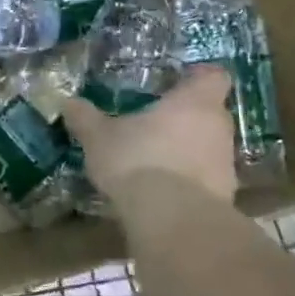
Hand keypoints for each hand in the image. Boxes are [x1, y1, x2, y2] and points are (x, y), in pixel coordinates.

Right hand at [64, 67, 237, 207]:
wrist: (173, 219)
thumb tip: (68, 102)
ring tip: (154, 161)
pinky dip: (188, 181)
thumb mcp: (99, 137)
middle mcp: (218, 127)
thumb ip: (85, 118)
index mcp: (195, 101)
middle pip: (210, 112)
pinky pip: (206, 179)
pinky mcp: (224, 196)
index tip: (176, 84)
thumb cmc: (138, 161)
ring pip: (208, 147)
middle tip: (153, 124)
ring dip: (187, 151)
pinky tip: (162, 191)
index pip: (214, 76)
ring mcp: (226, 163)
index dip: (197, 78)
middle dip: (185, 117)